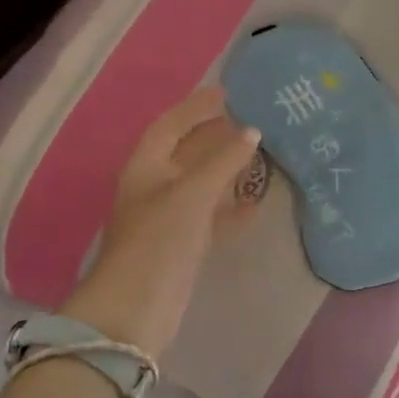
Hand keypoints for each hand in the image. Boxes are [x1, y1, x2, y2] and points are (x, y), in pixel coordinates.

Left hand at [60, 87, 261, 353]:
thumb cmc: (160, 239)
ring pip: (201, 185)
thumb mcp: (192, 193)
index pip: (171, 124)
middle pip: (187, 153)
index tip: (226, 92)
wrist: (138, 305)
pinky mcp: (183, 245)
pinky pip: (210, 216)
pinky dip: (230, 209)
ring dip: (226, 172)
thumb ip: (224, 161)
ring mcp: (168, 218)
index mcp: (146, 167)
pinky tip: (254, 206)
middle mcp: (155, 187)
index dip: (196, 107)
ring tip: (259, 158)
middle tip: (250, 122)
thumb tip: (252, 131)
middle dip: (214, 137)